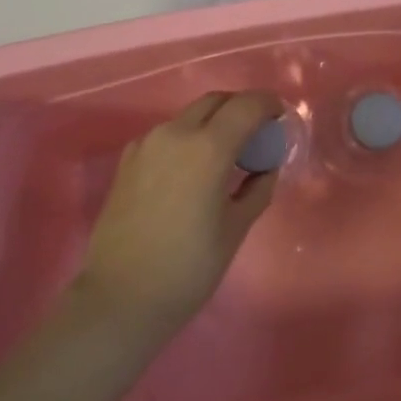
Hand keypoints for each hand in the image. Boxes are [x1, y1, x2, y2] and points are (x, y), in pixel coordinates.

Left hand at [75, 91, 281, 337]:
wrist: (120, 298)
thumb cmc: (188, 268)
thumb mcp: (235, 229)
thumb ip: (257, 188)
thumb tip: (266, 167)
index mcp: (208, 148)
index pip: (246, 106)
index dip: (268, 105)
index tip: (280, 116)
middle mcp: (175, 134)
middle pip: (215, 101)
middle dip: (240, 108)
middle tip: (257, 133)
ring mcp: (147, 144)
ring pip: (189, 116)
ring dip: (213, 122)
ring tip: (227, 153)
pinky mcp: (128, 160)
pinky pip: (167, 135)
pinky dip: (188, 138)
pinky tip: (193, 169)